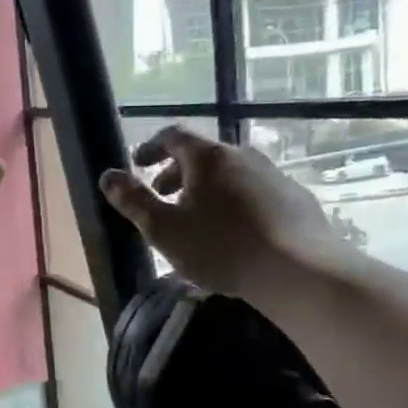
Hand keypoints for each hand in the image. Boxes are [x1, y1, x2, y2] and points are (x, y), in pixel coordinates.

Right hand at [99, 126, 347, 297]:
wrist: (300, 271)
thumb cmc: (221, 247)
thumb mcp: (164, 229)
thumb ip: (133, 200)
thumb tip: (108, 176)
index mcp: (208, 157)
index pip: (173, 136)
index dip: (150, 147)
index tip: (137, 164)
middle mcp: (242, 155)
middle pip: (202, 154)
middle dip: (177, 171)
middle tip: (162, 195)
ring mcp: (273, 176)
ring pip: (230, 173)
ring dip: (206, 188)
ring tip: (196, 217)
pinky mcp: (295, 199)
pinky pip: (254, 191)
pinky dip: (234, 201)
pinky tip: (234, 232)